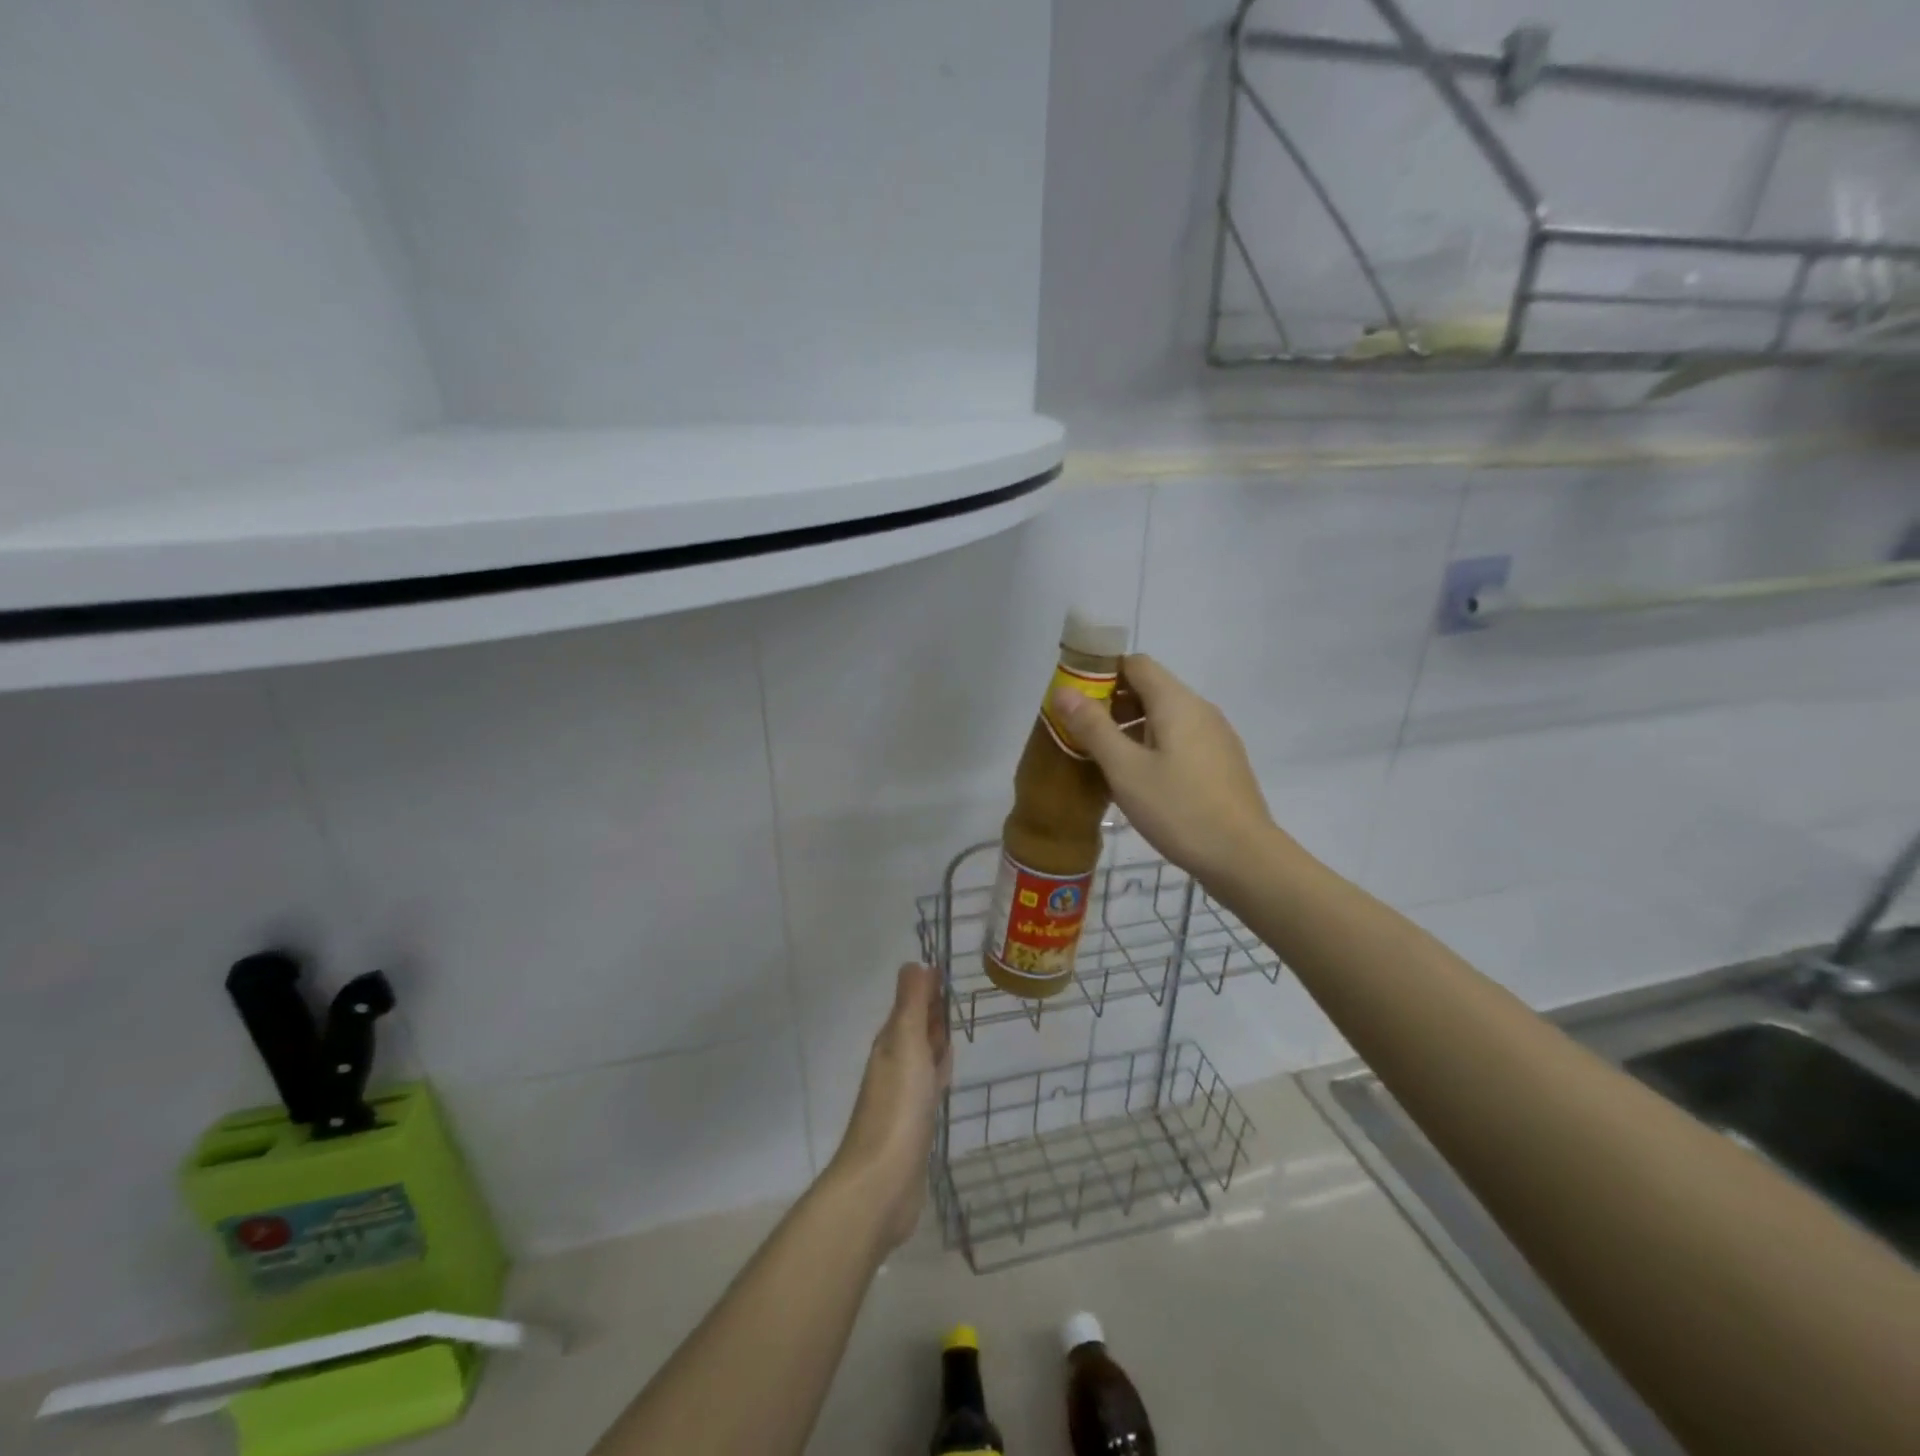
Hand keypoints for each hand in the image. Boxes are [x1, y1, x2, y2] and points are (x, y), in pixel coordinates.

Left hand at [828, 964, 952, 1249]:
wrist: (882, 1183)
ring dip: (936, 1044)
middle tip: (955, 997)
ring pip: (923, 1058)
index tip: (947, 971)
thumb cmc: (897, 1106)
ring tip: (954, 1033)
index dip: (927, 989)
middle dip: (933, 1014)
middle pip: (916, 1030)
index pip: (911, 1005)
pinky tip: (944, 1082)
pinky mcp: (914, 1126)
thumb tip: (914, 963)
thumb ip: (911, 1004)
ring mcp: (903, 1097)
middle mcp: (894, 1064)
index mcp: (891, 1043)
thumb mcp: (906, 1044)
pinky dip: (938, 1076)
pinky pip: (928, 1088)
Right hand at [1052, 654, 1277, 883]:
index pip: (1135, 664)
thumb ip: (1094, 727)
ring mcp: (1216, 736)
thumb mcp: (1125, 769)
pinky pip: (1180, 739)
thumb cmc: (1178, 809)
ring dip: (1132, 728)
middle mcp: (1200, 710)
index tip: (1075, 699)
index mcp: (1176, 702)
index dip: (1102, 673)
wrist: (1243, 857)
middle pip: (1151, 689)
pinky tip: (1140, 780)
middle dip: (1113, 703)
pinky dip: (1153, 746)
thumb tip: (1064, 691)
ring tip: (1105, 760)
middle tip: (1083, 734)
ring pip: (1165, 716)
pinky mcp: (1221, 762)